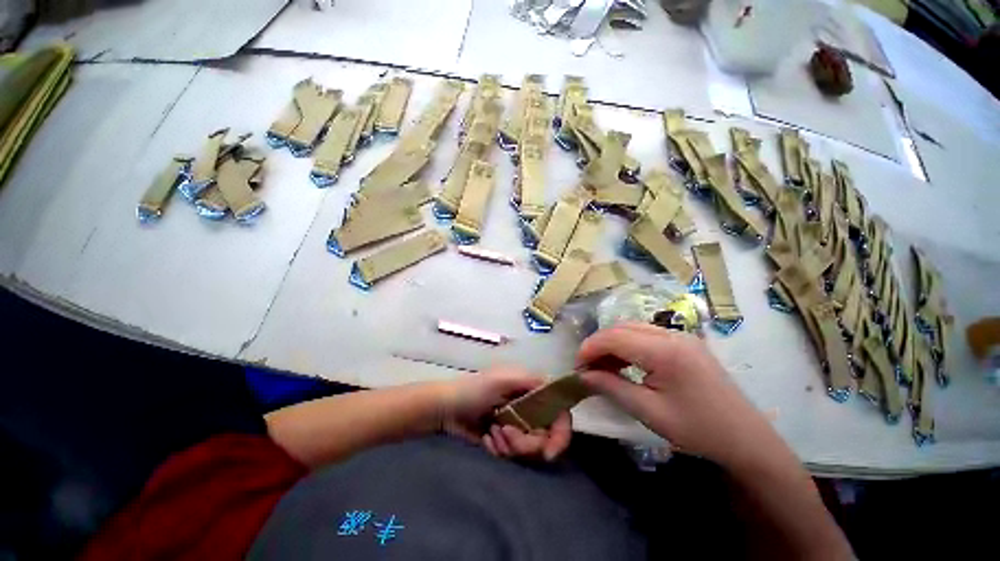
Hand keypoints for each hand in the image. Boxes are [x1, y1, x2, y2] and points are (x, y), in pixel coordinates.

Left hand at [439, 367, 571, 461]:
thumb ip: (531, 382)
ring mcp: (519, 425)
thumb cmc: (473, 390)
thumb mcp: (501, 379)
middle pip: (546, 437)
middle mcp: (530, 408)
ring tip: (491, 433)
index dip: (561, 433)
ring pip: (530, 450)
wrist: (446, 408)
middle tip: (503, 432)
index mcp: (532, 390)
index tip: (548, 452)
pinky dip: (500, 450)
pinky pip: (513, 455)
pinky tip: (486, 439)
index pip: (560, 411)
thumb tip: (556, 388)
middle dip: (525, 442)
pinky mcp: (507, 440)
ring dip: (510, 446)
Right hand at [577, 322, 782, 468]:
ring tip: (603, 367)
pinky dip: (627, 345)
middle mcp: (672, 334)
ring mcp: (680, 335)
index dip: (589, 349)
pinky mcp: (684, 342)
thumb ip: (611, 387)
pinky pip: (645, 334)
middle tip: (587, 368)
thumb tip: (583, 375)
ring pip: (631, 328)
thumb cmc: (698, 430)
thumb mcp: (649, 412)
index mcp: (665, 351)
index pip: (613, 337)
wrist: (747, 439)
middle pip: (620, 328)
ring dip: (611, 343)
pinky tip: (624, 363)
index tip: (577, 368)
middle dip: (598, 344)